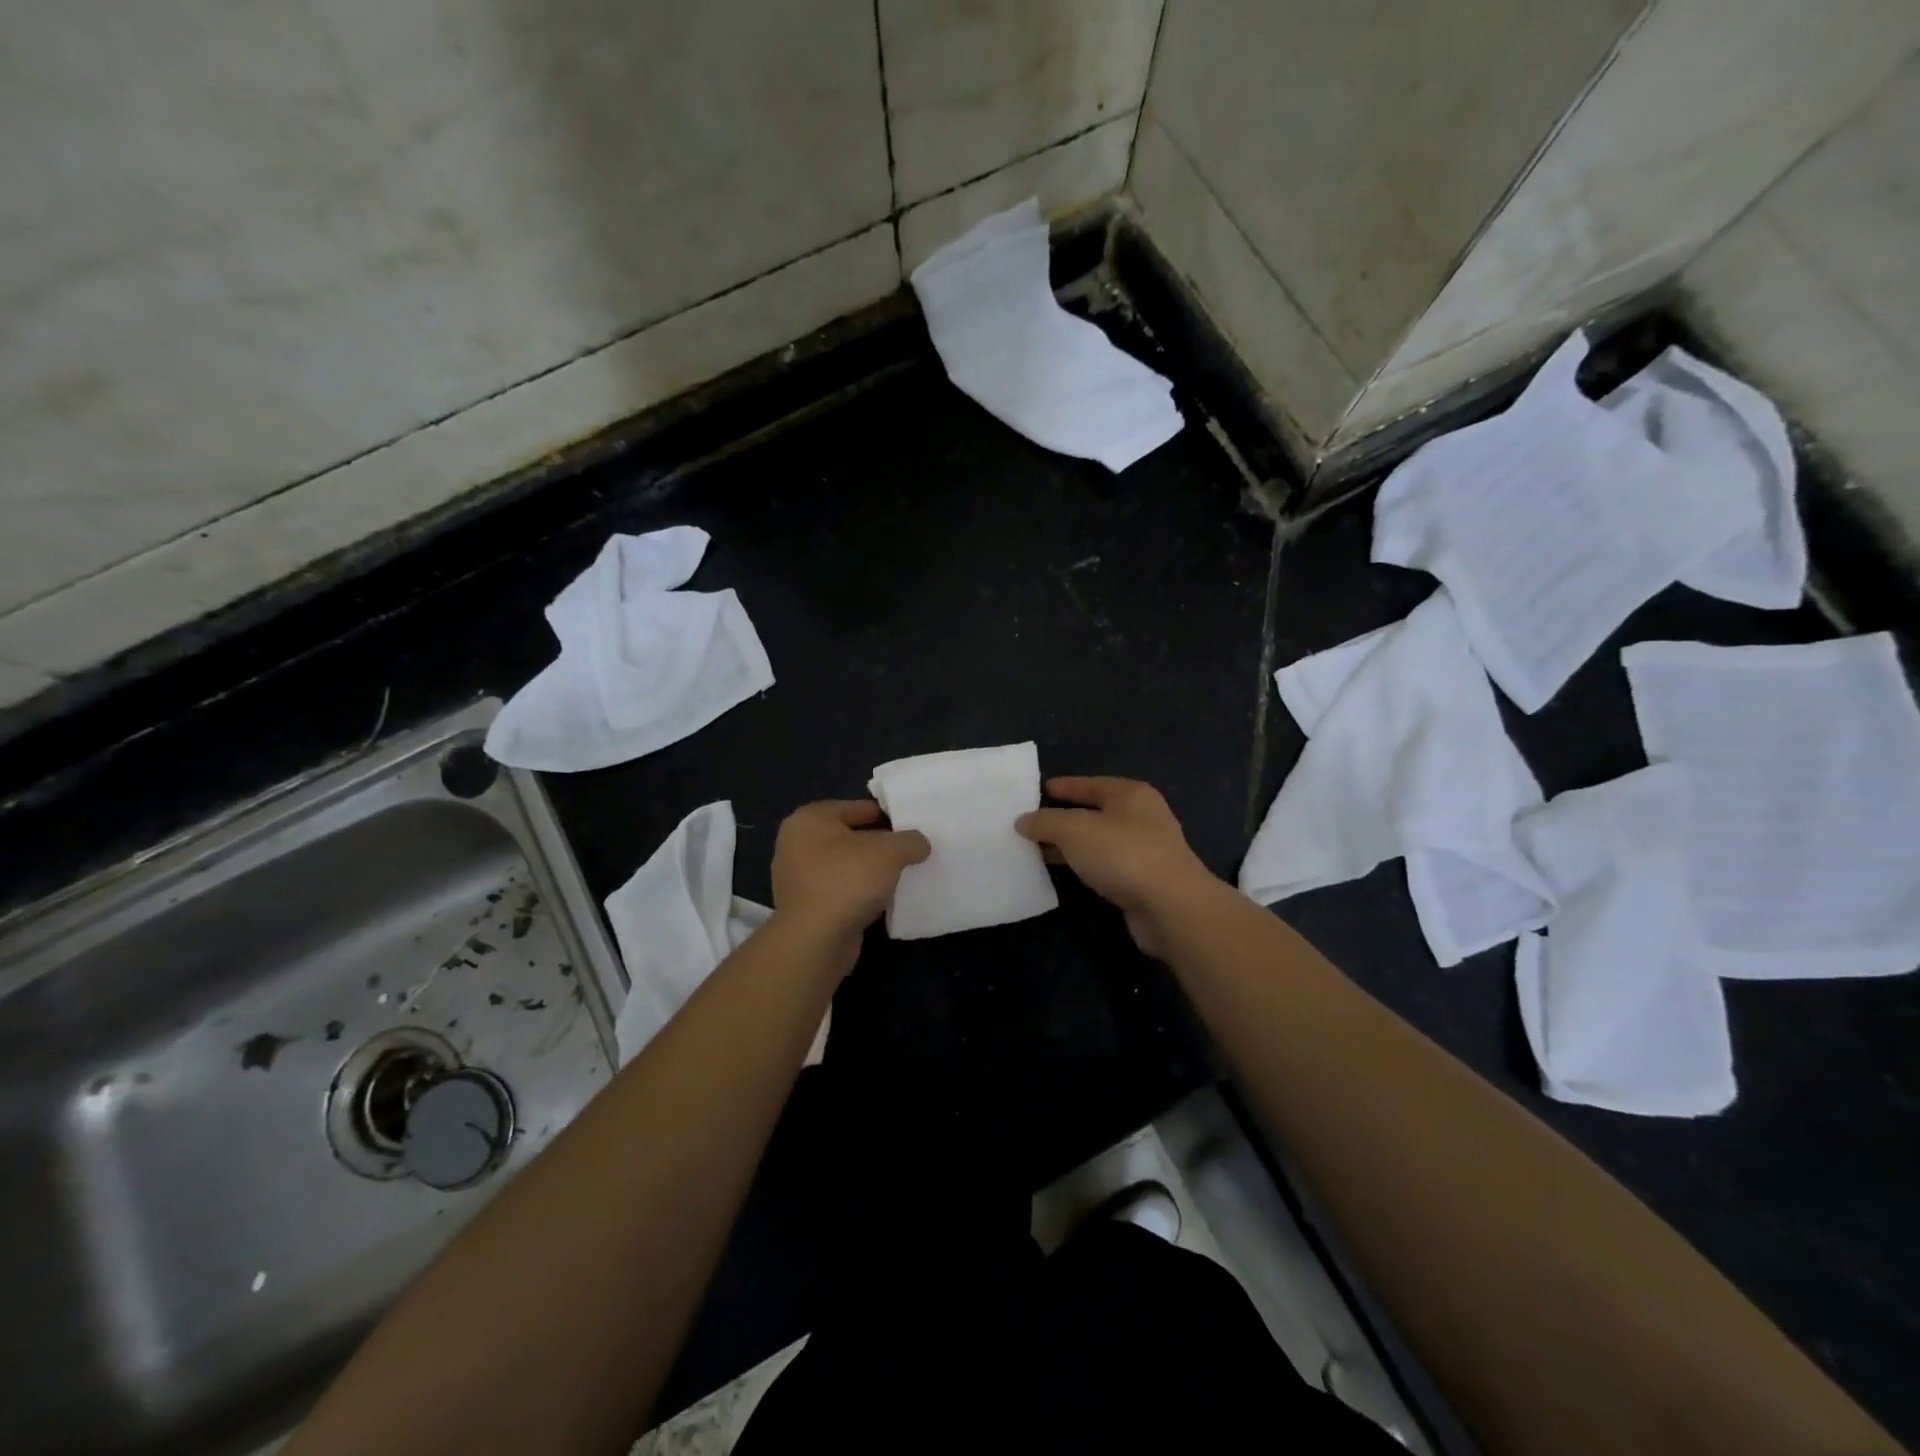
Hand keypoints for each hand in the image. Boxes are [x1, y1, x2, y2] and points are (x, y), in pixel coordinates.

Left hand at [771, 800, 930, 970]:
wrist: (815, 941)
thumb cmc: (848, 880)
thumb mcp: (891, 851)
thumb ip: (910, 840)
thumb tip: (919, 844)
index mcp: (810, 818)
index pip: (859, 808)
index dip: (890, 816)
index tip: (914, 829)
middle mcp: (797, 843)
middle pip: (852, 836)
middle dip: (880, 845)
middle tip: (911, 853)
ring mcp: (797, 877)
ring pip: (846, 865)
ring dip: (870, 871)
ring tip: (901, 877)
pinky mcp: (804, 906)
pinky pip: (840, 890)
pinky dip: (859, 893)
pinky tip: (882, 900)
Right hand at [1017, 777, 1217, 956]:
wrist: (1171, 907)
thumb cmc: (1123, 854)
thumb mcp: (1075, 830)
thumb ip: (1046, 822)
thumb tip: (1023, 821)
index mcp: (1130, 794)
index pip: (1089, 784)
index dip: (1062, 787)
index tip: (1037, 791)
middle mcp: (1141, 817)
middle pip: (1094, 812)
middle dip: (1062, 819)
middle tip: (1029, 824)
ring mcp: (1145, 850)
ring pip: (1098, 842)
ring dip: (1071, 846)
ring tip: (1037, 850)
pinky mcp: (1144, 881)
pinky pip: (1105, 866)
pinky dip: (1084, 866)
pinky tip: (1064, 873)